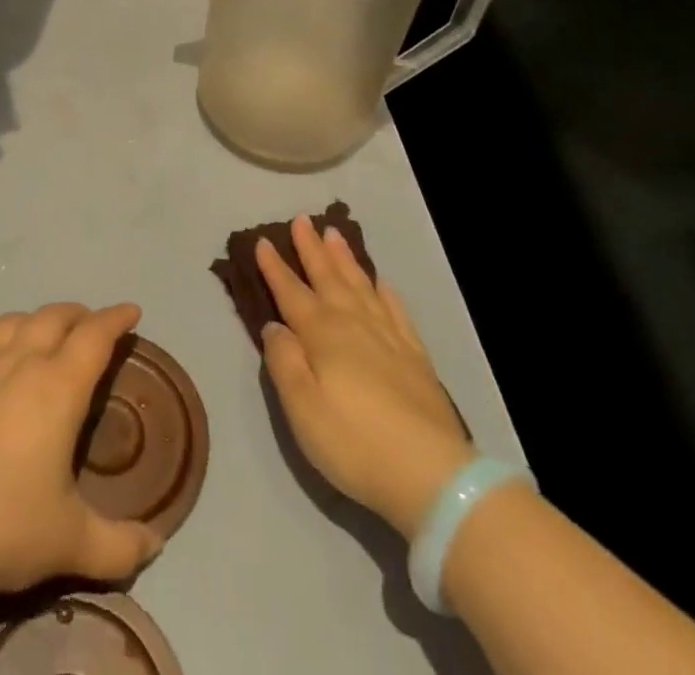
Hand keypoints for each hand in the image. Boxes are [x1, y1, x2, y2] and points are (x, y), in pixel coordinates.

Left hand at [0, 302, 163, 596]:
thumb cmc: (5, 524)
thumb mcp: (72, 542)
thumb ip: (120, 544)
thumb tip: (157, 544)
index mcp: (58, 388)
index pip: (95, 336)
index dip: (115, 319)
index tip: (131, 311)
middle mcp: (19, 364)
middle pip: (53, 317)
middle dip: (77, 314)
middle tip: (89, 324)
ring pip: (9, 323)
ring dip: (31, 320)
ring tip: (39, 332)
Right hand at [257, 215, 473, 538]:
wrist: (432, 475)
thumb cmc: (355, 443)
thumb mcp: (302, 409)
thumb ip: (284, 362)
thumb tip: (274, 326)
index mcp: (322, 334)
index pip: (291, 292)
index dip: (275, 267)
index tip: (262, 240)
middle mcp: (354, 324)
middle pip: (328, 277)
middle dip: (312, 248)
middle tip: (302, 219)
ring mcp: (388, 337)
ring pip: (361, 285)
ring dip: (345, 259)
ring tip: (334, 234)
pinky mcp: (415, 356)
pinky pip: (396, 310)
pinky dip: (385, 292)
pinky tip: (381, 283)